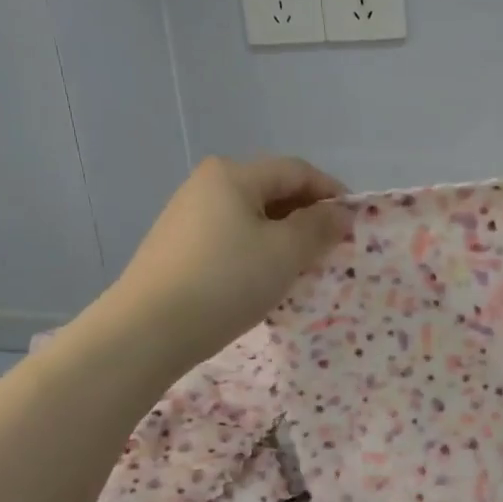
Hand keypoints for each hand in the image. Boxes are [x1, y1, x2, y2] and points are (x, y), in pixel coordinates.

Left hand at [110, 155, 349, 367]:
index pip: (297, 171)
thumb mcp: (285, 253)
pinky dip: (257, 250)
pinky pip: (231, 237)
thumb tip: (339, 213)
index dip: (331, 192)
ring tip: (303, 267)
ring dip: (283, 236)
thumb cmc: (226, 281)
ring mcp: (188, 215)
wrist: (147, 330)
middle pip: (272, 190)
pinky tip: (264, 279)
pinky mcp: (177, 246)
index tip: (355, 222)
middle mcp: (207, 185)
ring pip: (252, 216)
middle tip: (332, 247)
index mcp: (234, 174)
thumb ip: (319, 227)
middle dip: (307, 216)